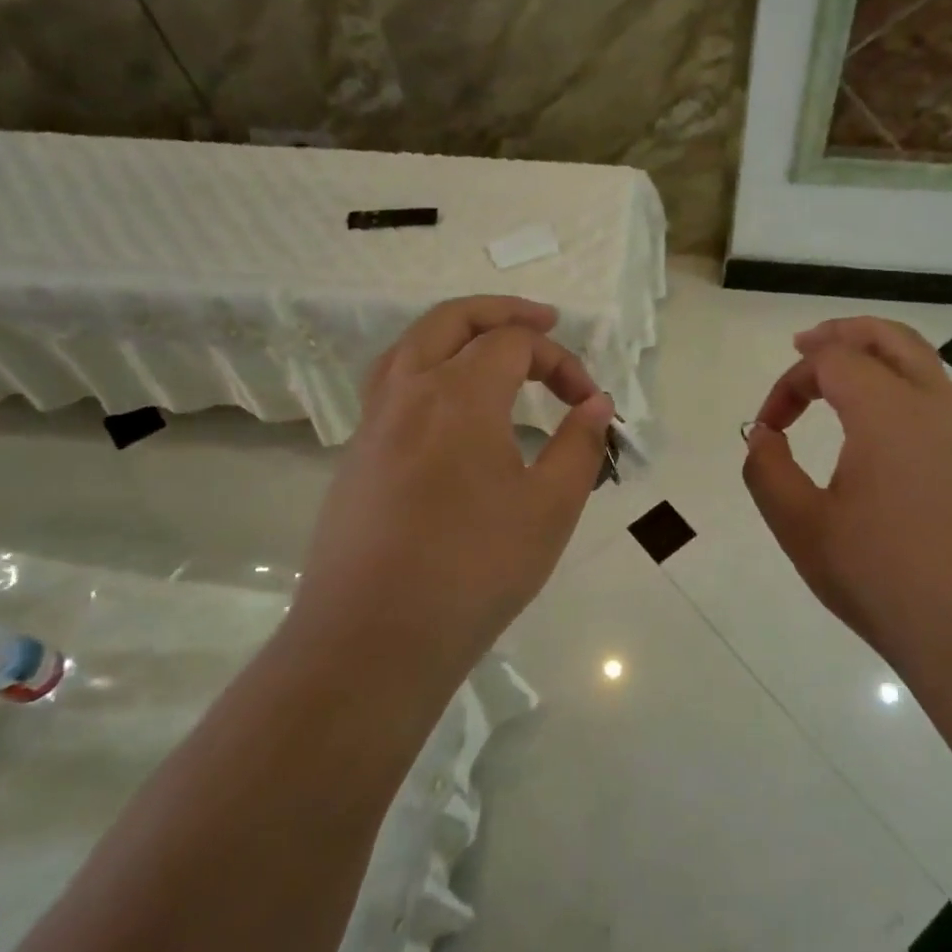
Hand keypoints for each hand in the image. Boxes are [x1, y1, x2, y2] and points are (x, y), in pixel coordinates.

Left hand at [287, 296, 613, 693]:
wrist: (375, 638)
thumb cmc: (475, 569)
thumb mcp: (550, 508)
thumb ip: (579, 446)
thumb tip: (596, 404)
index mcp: (459, 394)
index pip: (515, 344)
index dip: (561, 361)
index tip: (589, 404)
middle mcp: (408, 392)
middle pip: (452, 320)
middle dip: (502, 313)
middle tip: (544, 321)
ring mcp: (373, 424)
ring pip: (410, 346)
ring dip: (456, 333)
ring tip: (490, 349)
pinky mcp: (355, 458)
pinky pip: (391, 386)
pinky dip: (426, 368)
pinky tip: (447, 408)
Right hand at [743, 317, 951, 689]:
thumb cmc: (882, 578)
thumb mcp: (802, 528)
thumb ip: (768, 472)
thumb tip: (763, 436)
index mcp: (888, 412)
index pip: (832, 361)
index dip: (790, 382)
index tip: (769, 427)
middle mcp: (936, 409)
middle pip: (892, 339)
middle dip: (844, 334)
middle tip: (807, 345)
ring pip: (926, 370)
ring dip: (880, 362)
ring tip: (844, 385)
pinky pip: (943, 409)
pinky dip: (905, 398)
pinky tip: (887, 445)